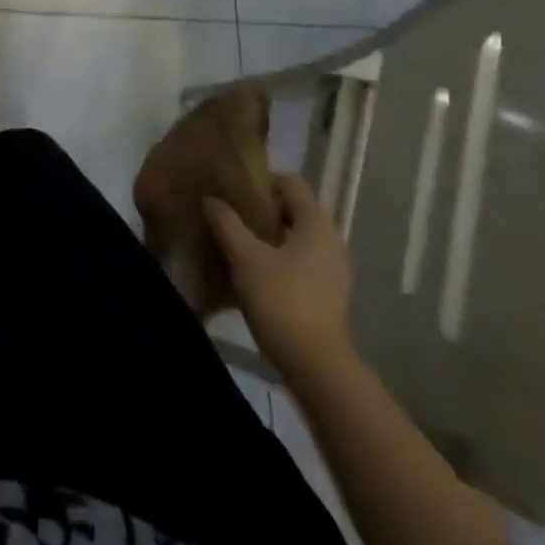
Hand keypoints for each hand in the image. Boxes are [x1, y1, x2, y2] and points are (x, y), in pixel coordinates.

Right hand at [204, 172, 352, 378]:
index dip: (261, 180)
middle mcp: (331, 240)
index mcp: (316, 224)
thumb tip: (212, 200)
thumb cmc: (281, 299)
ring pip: (296, 236)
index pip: (291, 183)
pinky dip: (278, 256)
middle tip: (229, 213)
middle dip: (262, 208)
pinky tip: (252, 270)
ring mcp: (333, 269)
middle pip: (294, 209)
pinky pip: (301, 259)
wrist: (315, 364)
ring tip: (235, 241)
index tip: (233, 189)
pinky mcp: (328, 292)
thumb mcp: (244, 256)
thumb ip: (227, 223)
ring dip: (268, 234)